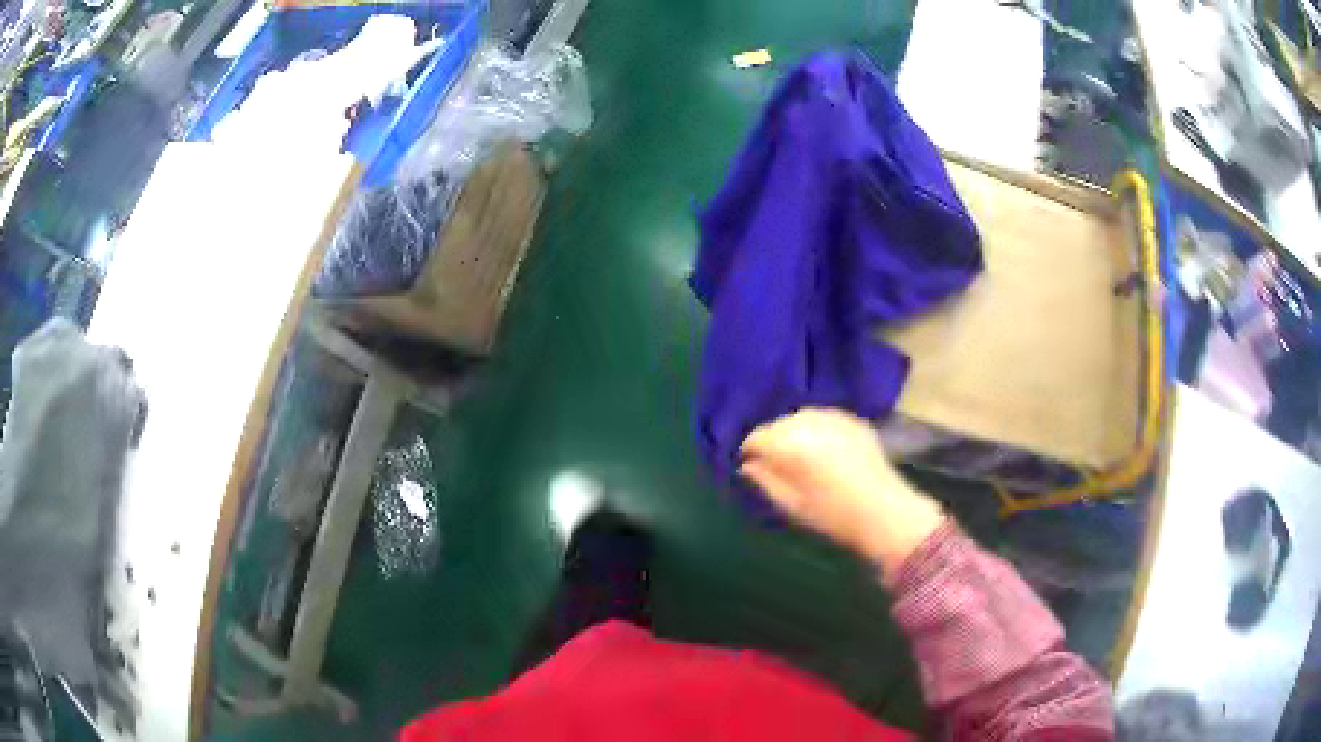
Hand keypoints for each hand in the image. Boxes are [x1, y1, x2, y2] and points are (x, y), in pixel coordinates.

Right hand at [739, 407, 944, 578]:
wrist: (885, 512)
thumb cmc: (833, 515)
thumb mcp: (792, 504)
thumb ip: (765, 481)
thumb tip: (747, 466)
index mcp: (791, 444)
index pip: (757, 437)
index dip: (749, 451)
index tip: (750, 467)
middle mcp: (810, 422)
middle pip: (778, 424)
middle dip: (773, 441)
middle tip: (774, 465)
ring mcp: (834, 417)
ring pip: (801, 418)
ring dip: (794, 432)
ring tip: (799, 456)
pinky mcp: (853, 421)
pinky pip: (824, 418)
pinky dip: (816, 430)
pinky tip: (822, 449)